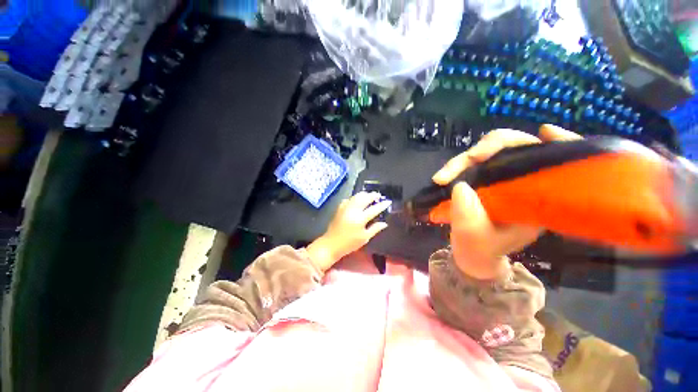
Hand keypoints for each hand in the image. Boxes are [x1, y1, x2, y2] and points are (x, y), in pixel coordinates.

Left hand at [307, 192, 391, 271]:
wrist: (331, 243)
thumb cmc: (349, 243)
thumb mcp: (364, 238)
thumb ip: (375, 229)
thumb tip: (384, 223)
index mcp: (360, 219)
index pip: (374, 209)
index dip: (382, 205)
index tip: (388, 201)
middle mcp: (353, 210)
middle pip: (365, 198)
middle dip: (373, 195)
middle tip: (379, 196)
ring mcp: (345, 207)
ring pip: (356, 196)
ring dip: (364, 194)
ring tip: (370, 196)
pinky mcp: (340, 208)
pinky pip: (349, 199)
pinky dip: (355, 197)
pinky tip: (358, 200)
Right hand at [432, 125, 582, 279]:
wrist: (471, 251)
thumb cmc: (479, 248)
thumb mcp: (475, 239)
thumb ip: (468, 218)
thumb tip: (460, 187)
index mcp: (539, 199)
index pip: (556, 161)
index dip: (559, 142)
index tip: (545, 132)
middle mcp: (524, 182)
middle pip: (517, 147)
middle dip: (490, 148)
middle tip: (467, 160)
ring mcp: (501, 178)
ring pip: (490, 152)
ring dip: (465, 159)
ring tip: (442, 177)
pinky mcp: (483, 178)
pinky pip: (475, 162)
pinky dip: (461, 163)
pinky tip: (448, 171)